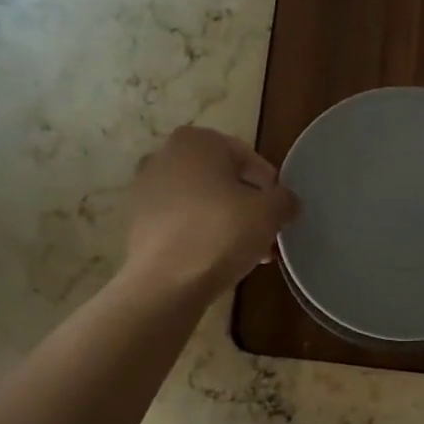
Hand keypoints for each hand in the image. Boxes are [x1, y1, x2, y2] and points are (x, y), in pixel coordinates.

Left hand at [124, 127, 298, 295]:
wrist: (164, 283)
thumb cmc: (220, 233)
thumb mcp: (270, 213)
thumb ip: (285, 200)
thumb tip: (285, 203)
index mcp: (196, 141)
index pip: (248, 158)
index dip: (271, 187)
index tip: (280, 214)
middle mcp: (164, 155)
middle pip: (223, 180)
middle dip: (248, 207)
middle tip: (267, 235)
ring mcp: (146, 190)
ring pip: (203, 203)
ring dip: (228, 223)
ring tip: (250, 253)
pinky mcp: (138, 223)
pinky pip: (182, 223)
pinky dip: (203, 235)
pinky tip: (220, 261)